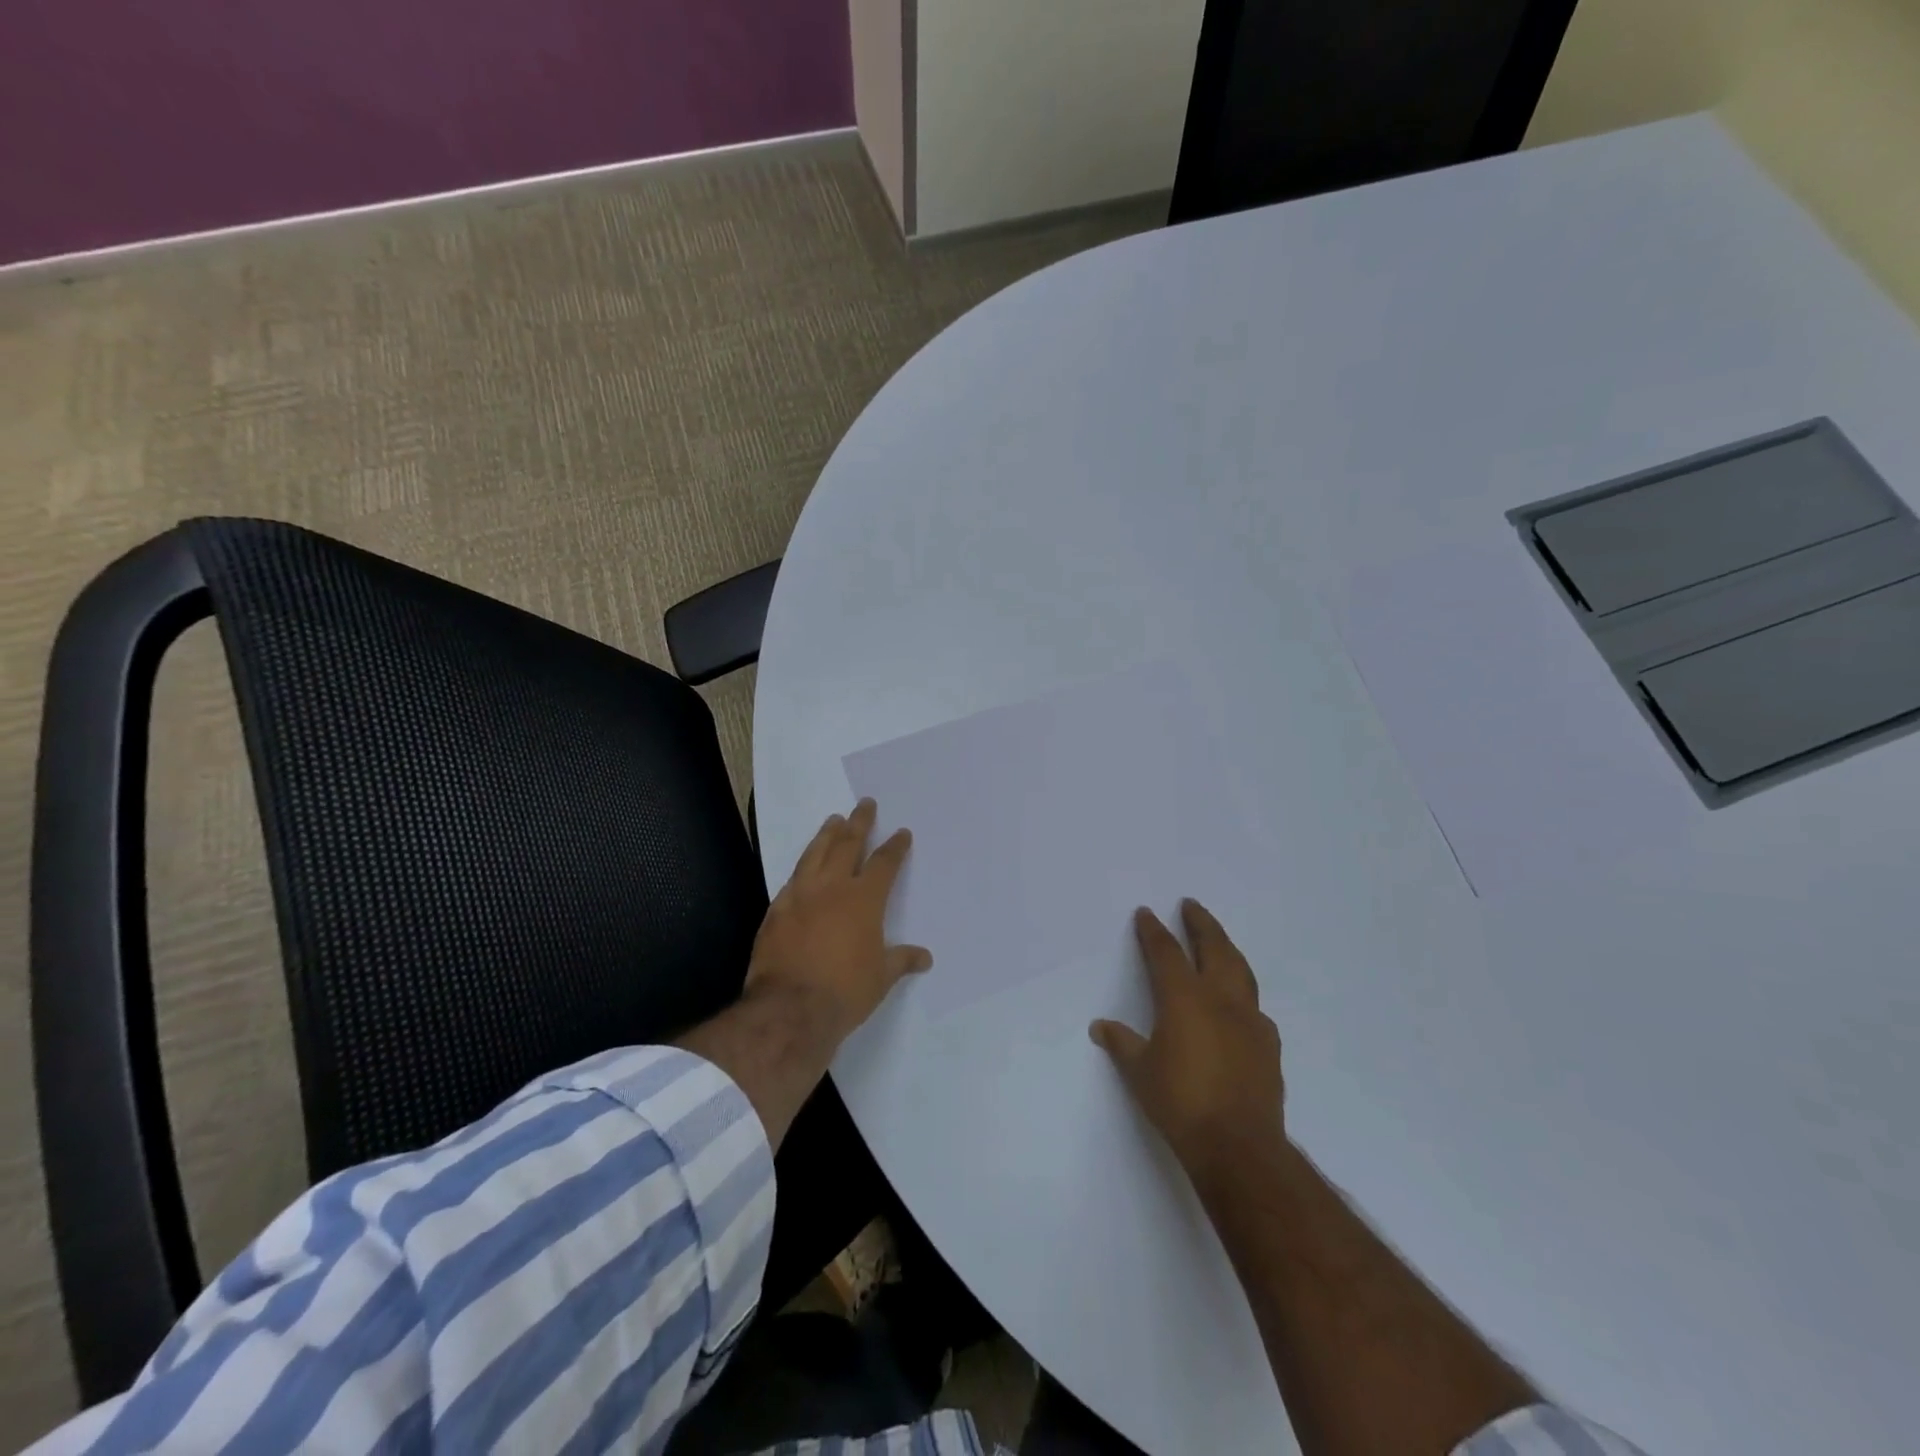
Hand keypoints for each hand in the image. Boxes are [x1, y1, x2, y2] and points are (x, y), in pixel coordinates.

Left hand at [746, 797, 931, 1040]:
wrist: (790, 1008)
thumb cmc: (845, 991)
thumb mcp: (881, 977)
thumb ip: (901, 960)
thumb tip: (924, 957)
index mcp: (864, 899)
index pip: (884, 863)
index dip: (895, 846)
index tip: (902, 832)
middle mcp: (832, 888)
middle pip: (847, 844)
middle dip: (859, 823)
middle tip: (865, 805)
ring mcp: (800, 895)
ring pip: (815, 853)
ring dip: (827, 835)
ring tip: (833, 820)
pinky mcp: (776, 910)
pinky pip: (792, 880)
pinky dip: (802, 868)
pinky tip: (803, 867)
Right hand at [1090, 900, 1285, 1188]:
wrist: (1238, 1146)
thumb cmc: (1180, 1102)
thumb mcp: (1140, 1072)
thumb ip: (1122, 1044)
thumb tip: (1101, 1026)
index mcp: (1184, 998)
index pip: (1166, 952)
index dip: (1154, 931)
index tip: (1147, 913)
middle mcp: (1220, 999)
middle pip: (1214, 947)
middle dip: (1201, 923)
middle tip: (1192, 906)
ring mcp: (1249, 1020)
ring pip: (1240, 970)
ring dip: (1227, 949)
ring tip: (1219, 941)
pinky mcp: (1268, 1045)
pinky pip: (1254, 1006)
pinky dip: (1242, 992)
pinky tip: (1238, 1003)